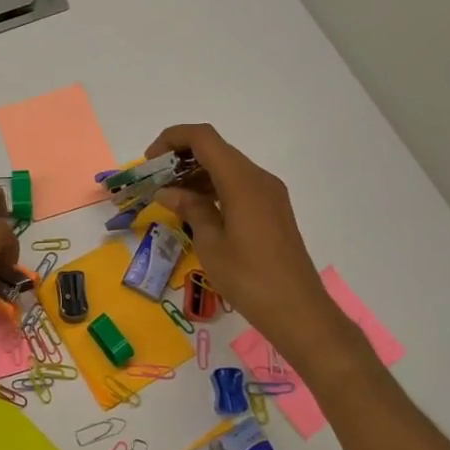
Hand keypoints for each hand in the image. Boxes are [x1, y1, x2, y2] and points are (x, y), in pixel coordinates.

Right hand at [145, 124, 348, 359]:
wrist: (299, 311)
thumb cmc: (249, 278)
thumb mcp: (210, 243)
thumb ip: (190, 209)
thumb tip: (168, 191)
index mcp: (242, 181)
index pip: (203, 138)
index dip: (173, 138)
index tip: (150, 161)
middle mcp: (258, 178)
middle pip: (216, 149)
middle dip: (181, 157)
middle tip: (154, 179)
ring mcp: (269, 193)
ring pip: (227, 167)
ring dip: (196, 173)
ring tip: (169, 196)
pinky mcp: (273, 210)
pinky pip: (238, 185)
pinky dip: (213, 187)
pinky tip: (195, 209)